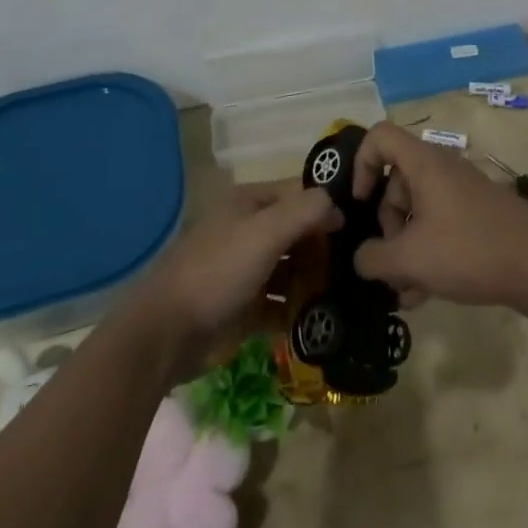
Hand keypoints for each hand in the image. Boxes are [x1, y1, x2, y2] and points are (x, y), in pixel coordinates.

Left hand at [134, 183, 340, 380]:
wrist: (167, 334)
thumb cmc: (218, 270)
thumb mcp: (265, 231)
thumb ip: (305, 210)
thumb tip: (338, 207)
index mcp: (250, 203)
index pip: (300, 193)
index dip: (327, 205)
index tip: (360, 224)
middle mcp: (250, 230)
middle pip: (298, 231)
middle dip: (324, 247)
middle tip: (357, 263)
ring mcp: (247, 270)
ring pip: (292, 268)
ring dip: (315, 280)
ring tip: (347, 293)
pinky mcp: (246, 308)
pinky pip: (282, 304)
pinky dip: (299, 310)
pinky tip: (323, 319)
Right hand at [349, 122, 527, 309]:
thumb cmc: (468, 249)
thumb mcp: (411, 259)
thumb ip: (374, 259)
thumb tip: (361, 258)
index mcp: (423, 163)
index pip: (380, 137)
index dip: (361, 163)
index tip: (359, 202)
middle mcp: (442, 168)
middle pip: (397, 181)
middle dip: (387, 224)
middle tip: (390, 262)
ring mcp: (462, 190)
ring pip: (418, 208)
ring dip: (405, 247)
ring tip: (407, 292)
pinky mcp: (477, 213)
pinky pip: (439, 223)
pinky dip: (427, 251)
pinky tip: (425, 294)